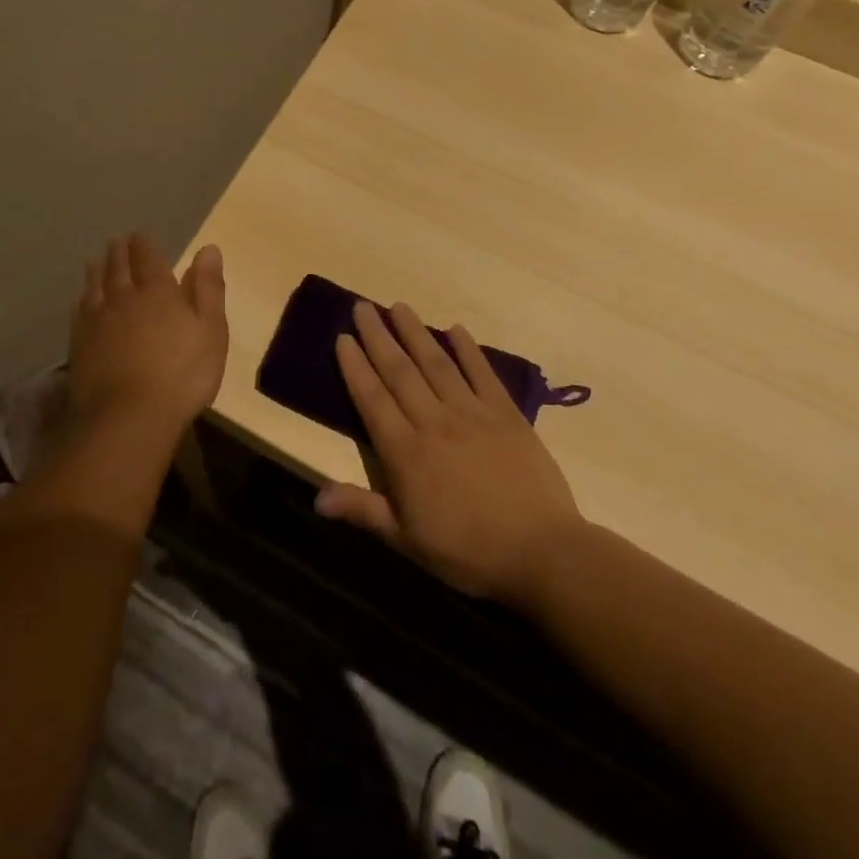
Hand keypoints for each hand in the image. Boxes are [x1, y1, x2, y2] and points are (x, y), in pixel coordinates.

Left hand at [68, 235, 227, 435]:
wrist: (129, 415)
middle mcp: (125, 297)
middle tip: (115, 240)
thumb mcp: (211, 330)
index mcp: (159, 291)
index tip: (138, 235)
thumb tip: (209, 249)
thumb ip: (208, 288)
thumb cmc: (182, 374)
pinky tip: (80, 298)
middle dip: (119, 252)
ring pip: (95, 286)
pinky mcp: (80, 343)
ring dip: (96, 270)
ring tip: (94, 259)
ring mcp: (98, 320)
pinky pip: (79, 311)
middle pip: (119, 268)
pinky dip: (81, 299)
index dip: (144, 246)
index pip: (149, 259)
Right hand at [316, 300, 583, 605]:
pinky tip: (456, 329)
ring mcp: (472, 413)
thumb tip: (317, 497)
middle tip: (362, 307)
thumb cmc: (467, 551)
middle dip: (378, 337)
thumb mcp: (407, 540)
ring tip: (399, 306)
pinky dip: (468, 350)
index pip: (372, 399)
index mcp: (405, 452)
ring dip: (415, 332)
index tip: (343, 337)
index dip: (355, 366)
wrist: (542, 553)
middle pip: (399, 371)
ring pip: (436, 364)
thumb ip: (363, 510)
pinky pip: (482, 374)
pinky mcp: (506, 414)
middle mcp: (433, 422)